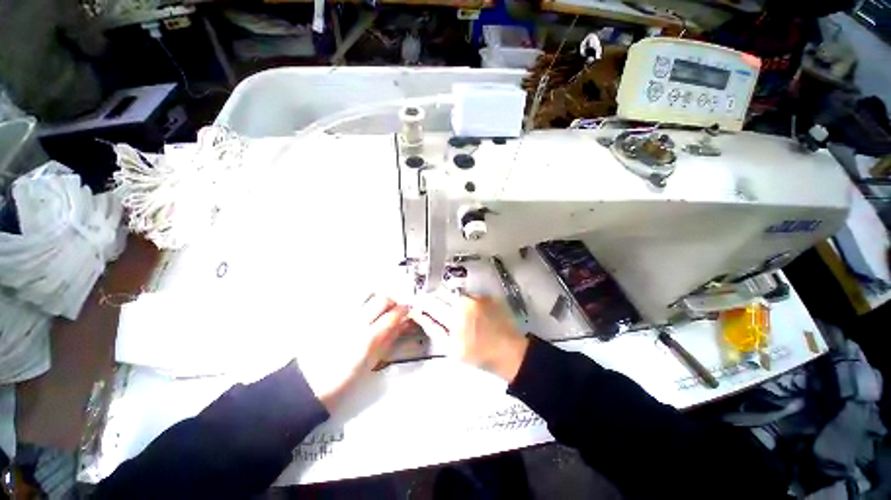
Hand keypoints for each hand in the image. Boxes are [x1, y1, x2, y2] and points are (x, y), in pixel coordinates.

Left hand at [301, 293, 410, 411]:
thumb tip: (402, 324)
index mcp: (368, 339)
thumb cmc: (343, 379)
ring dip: (375, 297)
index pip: (393, 315)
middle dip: (391, 301)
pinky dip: (359, 298)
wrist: (307, 383)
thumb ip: (388, 339)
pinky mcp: (329, 313)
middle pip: (381, 299)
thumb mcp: (371, 363)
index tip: (406, 311)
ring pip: (365, 293)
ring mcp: (341, 315)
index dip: (403, 310)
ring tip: (374, 306)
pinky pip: (349, 297)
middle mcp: (356, 322)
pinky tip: (359, 308)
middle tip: (391, 309)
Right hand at [411, 292, 528, 381]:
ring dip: (452, 301)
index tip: (417, 302)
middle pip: (443, 293)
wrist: (510, 352)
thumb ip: (434, 328)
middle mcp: (465, 300)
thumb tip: (420, 314)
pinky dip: (467, 303)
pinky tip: (472, 314)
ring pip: (456, 294)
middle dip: (436, 300)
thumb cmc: (479, 354)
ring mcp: (478, 296)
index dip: (422, 302)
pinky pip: (470, 296)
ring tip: (459, 316)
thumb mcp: (452, 348)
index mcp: (455, 315)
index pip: (431, 302)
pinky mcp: (488, 296)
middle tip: (438, 311)